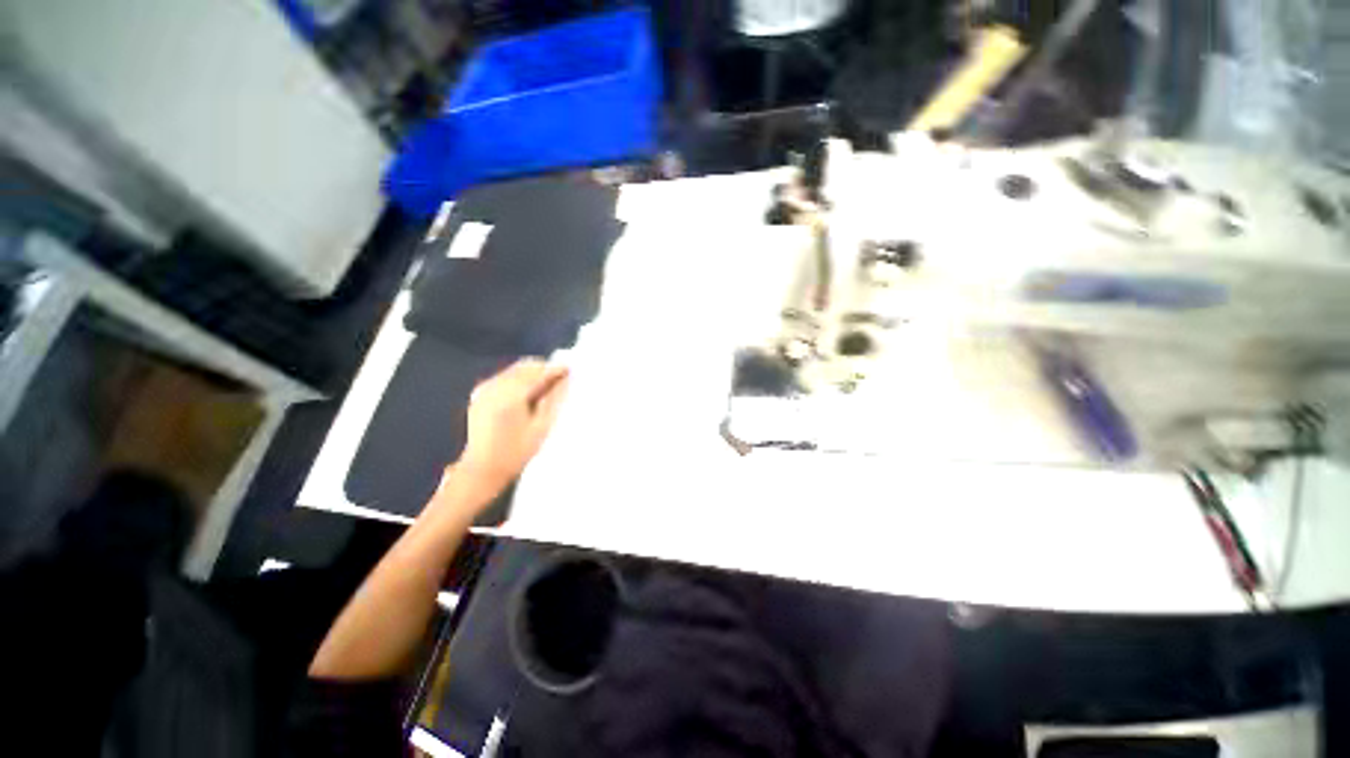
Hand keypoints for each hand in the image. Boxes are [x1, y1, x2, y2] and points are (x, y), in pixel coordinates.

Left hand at [456, 359, 569, 493]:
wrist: (482, 469)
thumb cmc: (516, 452)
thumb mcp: (541, 427)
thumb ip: (554, 399)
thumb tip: (565, 379)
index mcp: (511, 394)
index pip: (538, 372)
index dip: (556, 369)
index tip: (571, 369)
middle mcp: (496, 385)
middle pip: (525, 366)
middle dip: (543, 369)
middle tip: (561, 378)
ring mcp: (485, 388)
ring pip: (515, 370)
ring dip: (532, 373)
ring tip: (548, 385)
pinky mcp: (480, 394)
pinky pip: (504, 377)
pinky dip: (519, 379)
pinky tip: (528, 392)